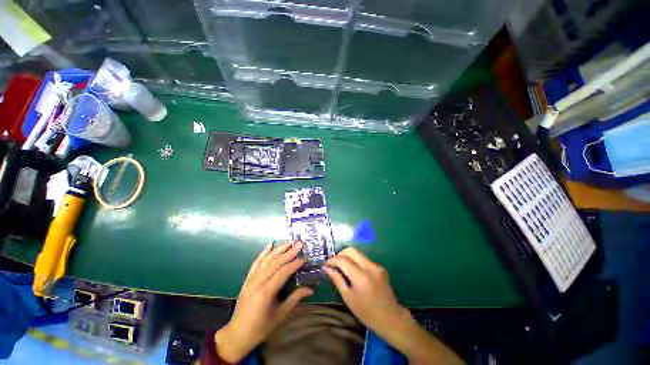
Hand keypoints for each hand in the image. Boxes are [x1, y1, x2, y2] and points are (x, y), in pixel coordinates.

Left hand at [215, 242, 312, 362]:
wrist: (237, 334)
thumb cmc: (261, 327)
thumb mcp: (280, 315)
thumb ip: (295, 299)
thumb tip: (311, 289)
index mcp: (266, 292)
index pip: (284, 272)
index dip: (295, 263)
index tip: (305, 258)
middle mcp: (258, 282)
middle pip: (276, 262)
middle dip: (289, 251)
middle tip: (299, 243)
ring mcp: (251, 279)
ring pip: (267, 259)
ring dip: (278, 249)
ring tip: (289, 242)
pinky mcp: (247, 279)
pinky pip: (256, 262)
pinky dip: (263, 252)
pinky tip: (270, 244)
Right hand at [322, 247, 408, 336]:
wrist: (391, 318)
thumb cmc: (366, 312)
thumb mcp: (348, 298)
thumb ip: (337, 279)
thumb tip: (326, 268)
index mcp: (361, 277)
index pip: (343, 260)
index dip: (332, 260)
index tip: (326, 264)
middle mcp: (370, 267)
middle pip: (351, 250)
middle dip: (340, 254)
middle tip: (334, 263)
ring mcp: (377, 266)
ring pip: (358, 253)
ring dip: (348, 257)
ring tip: (342, 267)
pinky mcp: (380, 267)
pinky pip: (365, 259)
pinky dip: (357, 262)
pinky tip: (354, 272)